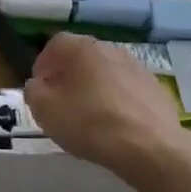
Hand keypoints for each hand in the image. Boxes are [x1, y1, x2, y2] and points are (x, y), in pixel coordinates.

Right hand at [24, 33, 189, 172]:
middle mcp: (110, 49)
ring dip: (94, 87)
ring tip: (89, 115)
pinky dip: (117, 101)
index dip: (43, 64)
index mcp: (82, 48)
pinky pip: (127, 89)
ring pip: (106, 72)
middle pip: (82, 57)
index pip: (55, 44)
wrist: (151, 147)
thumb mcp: (45, 110)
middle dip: (69, 75)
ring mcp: (137, 67)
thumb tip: (38, 85)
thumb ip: (34, 92)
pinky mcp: (156, 89)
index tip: (40, 88)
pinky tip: (115, 125)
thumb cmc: (90, 124)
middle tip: (61, 101)